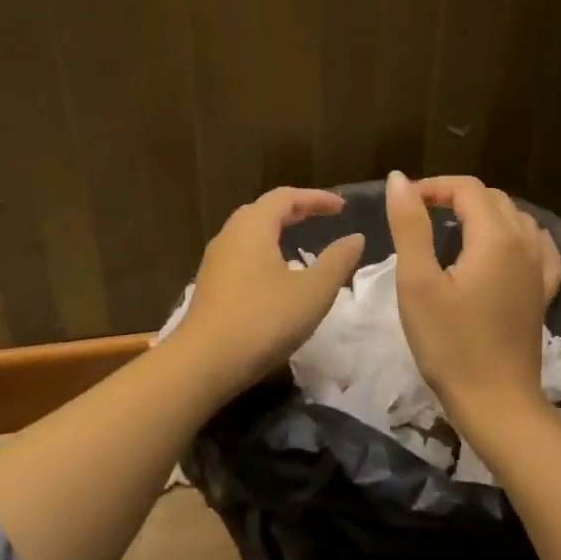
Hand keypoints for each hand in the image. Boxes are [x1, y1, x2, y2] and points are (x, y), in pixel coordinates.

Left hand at [175, 187, 365, 395]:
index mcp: (253, 227)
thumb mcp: (313, 292)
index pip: (285, 197)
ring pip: (248, 234)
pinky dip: (263, 252)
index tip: (341, 208)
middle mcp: (229, 236)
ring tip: (300, 245)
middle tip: (320, 218)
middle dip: (294, 210)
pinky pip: (240, 255)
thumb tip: (355, 237)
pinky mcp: (210, 285)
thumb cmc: (263, 320)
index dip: (316, 198)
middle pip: (263, 210)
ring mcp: (215, 262)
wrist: (204, 362)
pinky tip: (275, 276)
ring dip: (276, 232)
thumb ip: (337, 261)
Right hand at [385, 171, 560, 421]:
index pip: (467, 189)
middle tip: (419, 215)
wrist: (495, 402)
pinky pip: (536, 247)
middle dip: (455, 197)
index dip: (433, 187)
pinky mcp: (542, 293)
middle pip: (493, 199)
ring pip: (516, 219)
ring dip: (483, 214)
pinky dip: (515, 236)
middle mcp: (525, 244)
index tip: (404, 203)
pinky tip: (503, 248)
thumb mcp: (417, 282)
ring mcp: (539, 270)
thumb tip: (399, 179)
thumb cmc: (449, 343)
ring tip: (451, 229)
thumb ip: (410, 226)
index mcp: (496, 237)